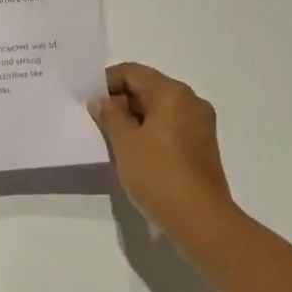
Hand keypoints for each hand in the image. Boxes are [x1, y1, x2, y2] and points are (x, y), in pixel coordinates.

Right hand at [91, 63, 241, 250]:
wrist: (200, 219)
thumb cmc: (158, 173)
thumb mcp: (125, 142)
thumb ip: (110, 115)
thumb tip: (102, 101)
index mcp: (172, 93)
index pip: (133, 72)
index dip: (107, 81)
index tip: (88, 100)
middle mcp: (190, 101)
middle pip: (149, 87)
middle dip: (121, 99)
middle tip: (97, 119)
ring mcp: (200, 123)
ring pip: (160, 107)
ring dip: (135, 116)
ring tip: (112, 136)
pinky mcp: (202, 144)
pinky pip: (171, 125)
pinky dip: (151, 129)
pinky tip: (134, 149)